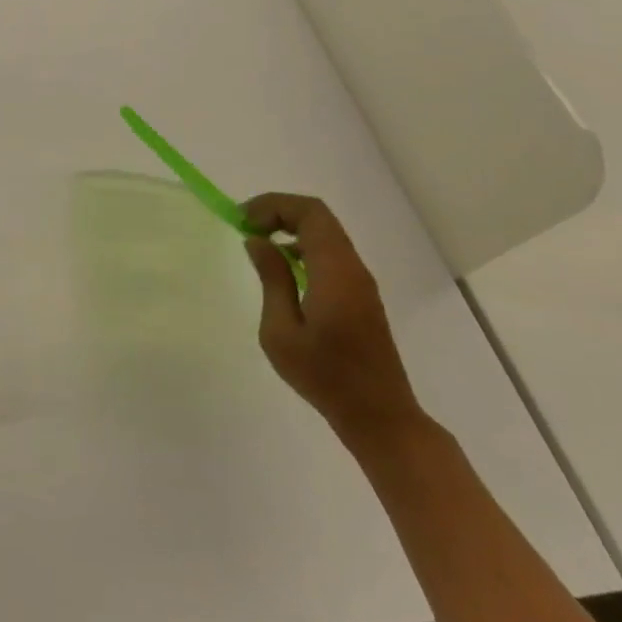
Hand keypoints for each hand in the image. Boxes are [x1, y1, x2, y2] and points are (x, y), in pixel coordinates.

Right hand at [243, 194, 427, 446]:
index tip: (242, 220)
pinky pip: (331, 254)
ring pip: (326, 234)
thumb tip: (258, 242)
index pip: (310, 213)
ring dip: (291, 228)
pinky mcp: (361, 296)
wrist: (379, 416)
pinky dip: (303, 246)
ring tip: (258, 244)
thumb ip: (272, 280)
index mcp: (335, 272)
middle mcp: (353, 268)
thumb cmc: (324, 375)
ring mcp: (360, 282)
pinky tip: (283, 269)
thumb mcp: (281, 331)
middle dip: (279, 212)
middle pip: (319, 217)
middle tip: (246, 226)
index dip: (273, 205)